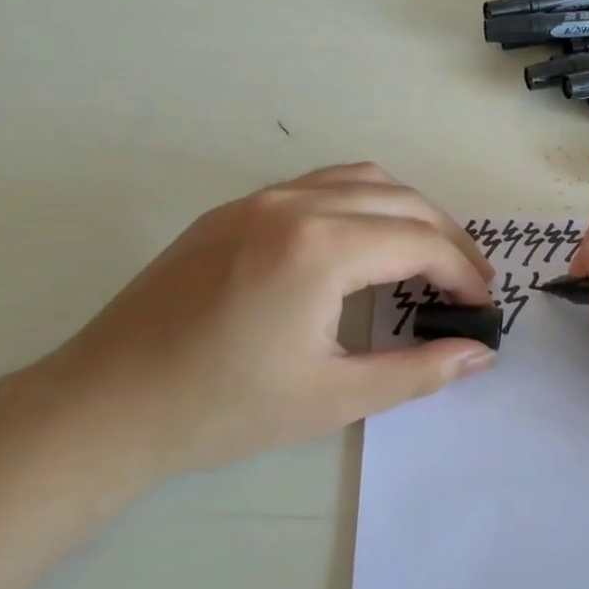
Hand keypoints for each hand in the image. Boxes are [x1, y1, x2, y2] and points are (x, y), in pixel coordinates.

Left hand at [33, 163, 496, 485]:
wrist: (105, 406)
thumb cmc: (223, 409)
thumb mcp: (333, 398)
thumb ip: (418, 371)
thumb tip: (480, 353)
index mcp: (321, 248)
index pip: (420, 242)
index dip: (463, 272)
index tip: (483, 305)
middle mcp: (295, 204)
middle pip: (400, 199)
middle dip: (446, 236)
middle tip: (468, 281)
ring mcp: (259, 199)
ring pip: (360, 179)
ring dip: (405, 209)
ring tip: (425, 254)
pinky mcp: (233, 209)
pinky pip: (318, 186)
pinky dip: (361, 203)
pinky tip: (361, 244)